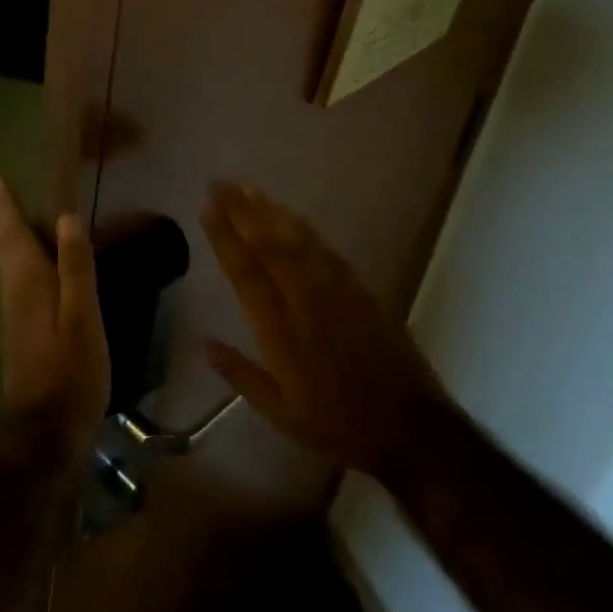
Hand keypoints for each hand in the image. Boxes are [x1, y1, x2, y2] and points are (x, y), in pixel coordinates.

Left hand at [0, 176, 110, 464]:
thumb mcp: (82, 315)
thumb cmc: (70, 370)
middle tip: (3, 194)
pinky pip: (17, 283)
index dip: (5, 206)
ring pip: (8, 266)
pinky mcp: (22, 333)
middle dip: (4, 219)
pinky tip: (34, 270)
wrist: (46, 430)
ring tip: (17, 221)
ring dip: (10, 239)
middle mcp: (14, 293)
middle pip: (5, 247)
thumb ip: (74, 267)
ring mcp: (15, 316)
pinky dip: (21, 263)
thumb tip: (65, 217)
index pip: (12, 234)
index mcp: (28, 282)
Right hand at [201, 182, 447, 473]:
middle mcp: (306, 300)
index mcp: (280, 329)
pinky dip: (304, 229)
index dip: (225, 236)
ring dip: (271, 211)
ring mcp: (337, 292)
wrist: (409, 428)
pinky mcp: (360, 291)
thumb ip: (239, 373)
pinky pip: (325, 250)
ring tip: (250, 189)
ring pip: (298, 240)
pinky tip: (292, 217)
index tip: (208, 207)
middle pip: (269, 244)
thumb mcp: (278, 411)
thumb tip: (203, 343)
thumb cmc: (336, 423)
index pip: (245, 271)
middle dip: (242, 211)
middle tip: (221, 183)